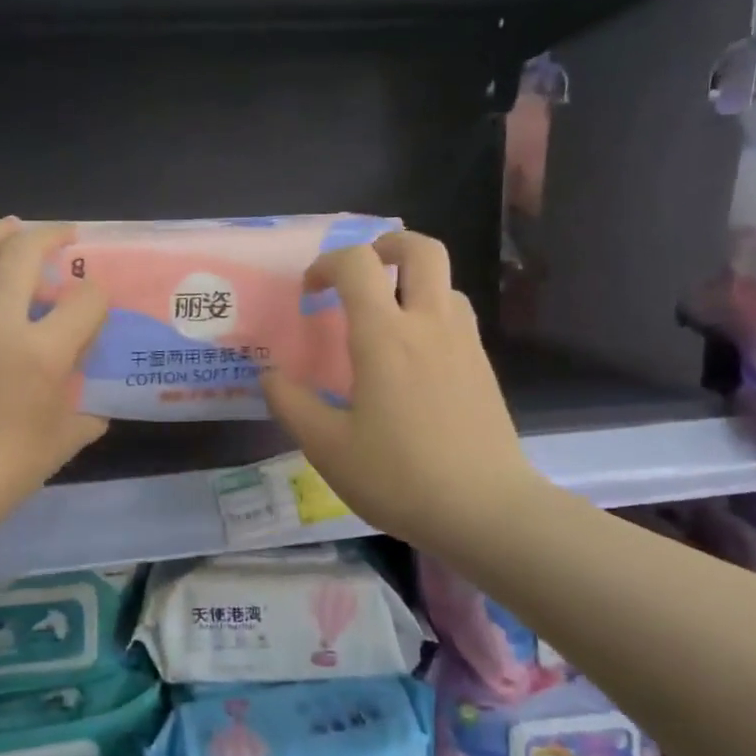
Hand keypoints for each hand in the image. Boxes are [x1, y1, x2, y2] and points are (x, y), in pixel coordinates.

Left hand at [0, 219, 108, 529]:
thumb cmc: (7, 469)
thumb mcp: (62, 441)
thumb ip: (86, 413)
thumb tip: (94, 406)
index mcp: (39, 353)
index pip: (84, 300)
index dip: (99, 296)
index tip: (99, 302)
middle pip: (21, 253)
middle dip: (49, 234)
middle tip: (64, 235)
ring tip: (12, 227)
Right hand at [261, 232, 541, 555]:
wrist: (486, 510)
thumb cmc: (400, 476)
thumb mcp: (328, 448)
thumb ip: (292, 405)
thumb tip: (269, 376)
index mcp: (385, 337)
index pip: (356, 264)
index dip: (326, 264)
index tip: (309, 293)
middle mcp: (429, 325)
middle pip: (422, 249)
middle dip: (387, 245)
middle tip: (362, 271)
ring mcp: (464, 344)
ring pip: (445, 284)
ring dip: (412, 284)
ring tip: (386, 319)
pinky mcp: (483, 367)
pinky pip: (457, 318)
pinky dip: (431, 315)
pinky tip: (414, 361)